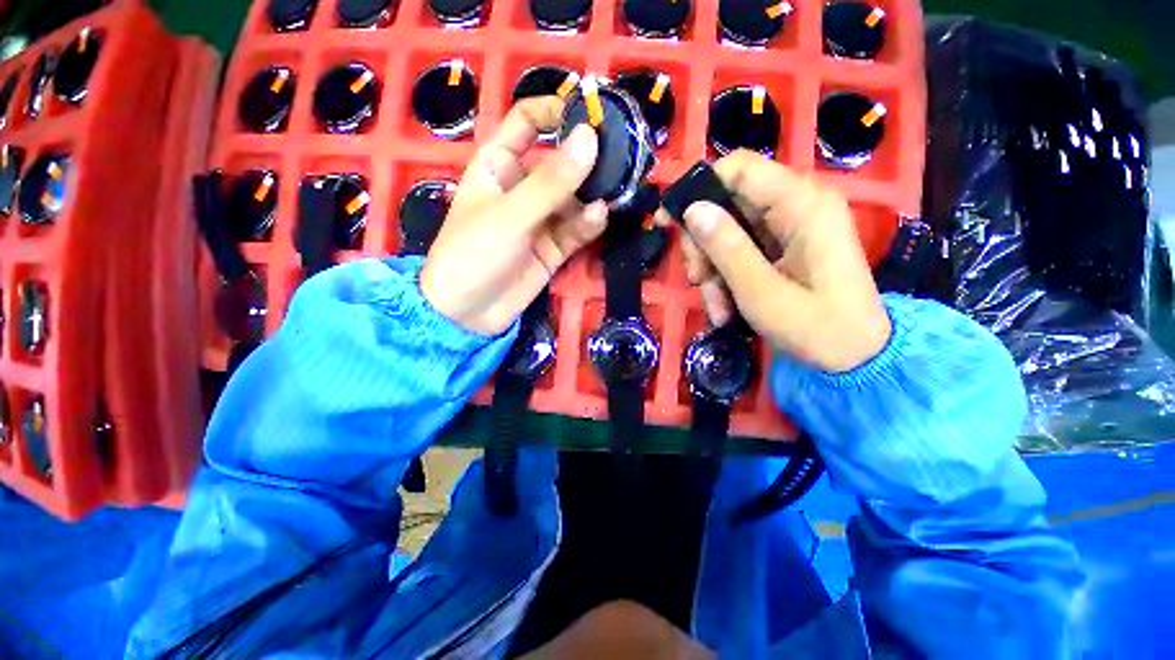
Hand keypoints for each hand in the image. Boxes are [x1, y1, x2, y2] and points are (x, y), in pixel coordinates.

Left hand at [421, 98, 607, 335]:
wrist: (467, 314)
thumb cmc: (473, 255)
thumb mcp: (510, 215)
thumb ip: (551, 182)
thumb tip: (590, 138)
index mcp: (499, 165)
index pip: (528, 122)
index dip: (557, 111)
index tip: (592, 114)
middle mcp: (523, 187)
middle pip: (561, 161)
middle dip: (589, 159)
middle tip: (622, 157)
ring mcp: (541, 219)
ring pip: (575, 197)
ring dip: (595, 194)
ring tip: (615, 192)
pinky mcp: (554, 247)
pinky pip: (577, 228)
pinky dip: (589, 223)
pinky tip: (599, 219)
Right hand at [662, 150, 889, 372]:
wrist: (856, 358)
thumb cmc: (817, 329)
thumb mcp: (762, 292)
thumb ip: (727, 248)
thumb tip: (691, 210)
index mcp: (802, 204)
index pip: (739, 169)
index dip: (697, 189)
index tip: (668, 222)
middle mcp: (797, 205)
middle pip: (727, 204)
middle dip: (703, 245)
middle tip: (697, 280)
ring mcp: (790, 227)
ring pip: (727, 233)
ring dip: (712, 271)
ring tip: (717, 308)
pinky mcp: (783, 247)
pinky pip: (739, 252)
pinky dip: (725, 279)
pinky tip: (726, 309)